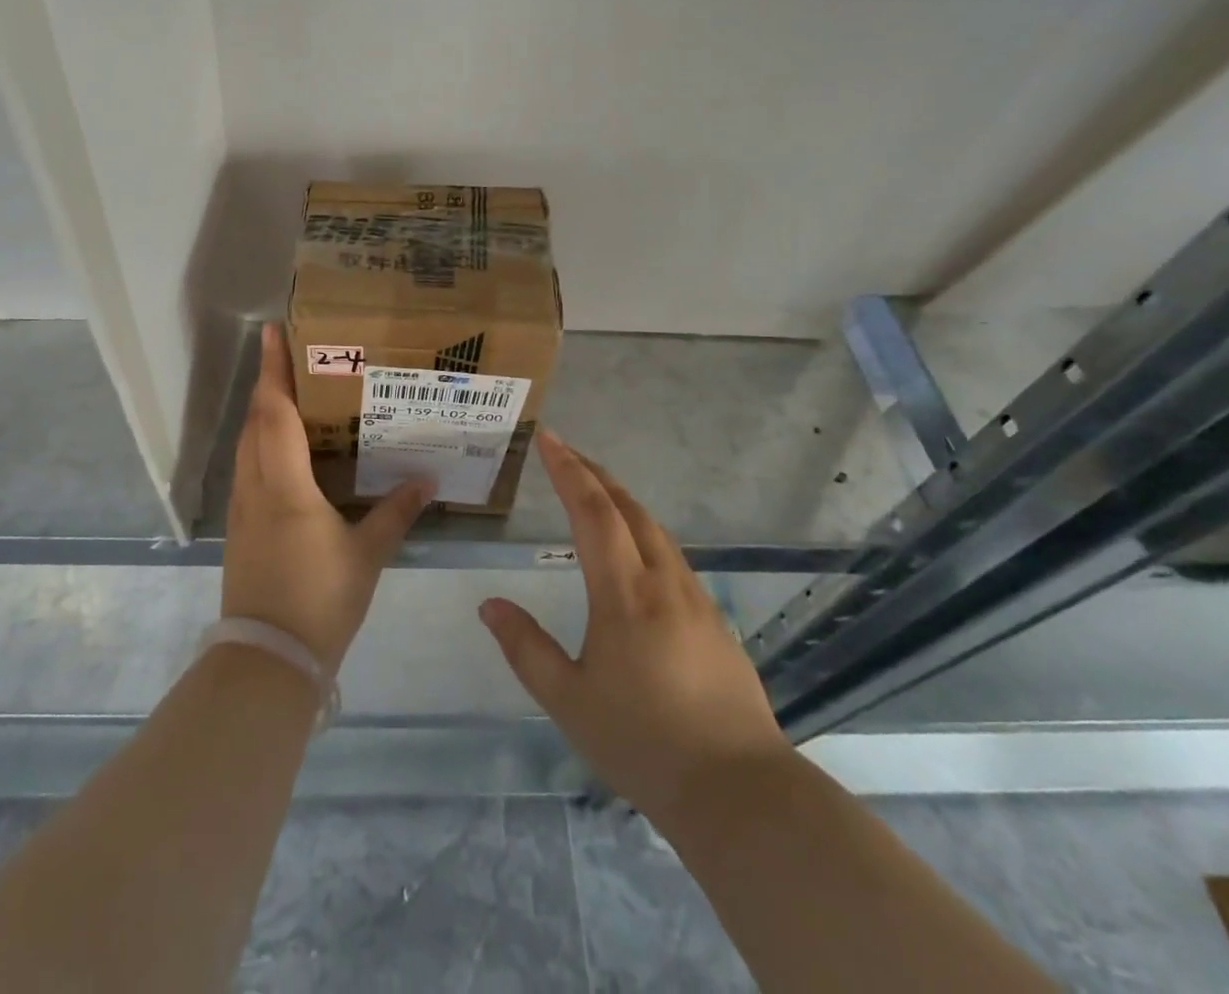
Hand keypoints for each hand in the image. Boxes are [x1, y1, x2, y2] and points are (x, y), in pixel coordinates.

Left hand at [222, 324, 432, 672]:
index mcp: (284, 485)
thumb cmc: (319, 600)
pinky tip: (284, 449)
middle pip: (255, 421)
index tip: (272, 332)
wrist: (267, 659)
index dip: (273, 370)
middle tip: (290, 355)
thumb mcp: (367, 555)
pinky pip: (247, 467)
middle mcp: (255, 487)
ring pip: (246, 444)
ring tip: (290, 392)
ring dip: (262, 412)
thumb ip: (396, 513)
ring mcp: (241, 508)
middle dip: (268, 383)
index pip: (274, 412)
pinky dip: (261, 442)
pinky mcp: (239, 528)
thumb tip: (427, 480)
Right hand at [478, 431, 789, 821]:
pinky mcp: (714, 619)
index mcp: (624, 593)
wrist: (738, 791)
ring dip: (621, 498)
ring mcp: (695, 598)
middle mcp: (662, 582)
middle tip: (565, 452)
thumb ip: (526, 648)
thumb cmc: (643, 743)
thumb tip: (490, 604)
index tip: (548, 438)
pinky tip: (636, 548)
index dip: (569, 470)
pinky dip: (644, 529)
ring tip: (595, 489)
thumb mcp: (568, 701)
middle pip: (628, 507)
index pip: (593, 512)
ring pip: (655, 528)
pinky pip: (672, 554)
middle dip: (594, 473)